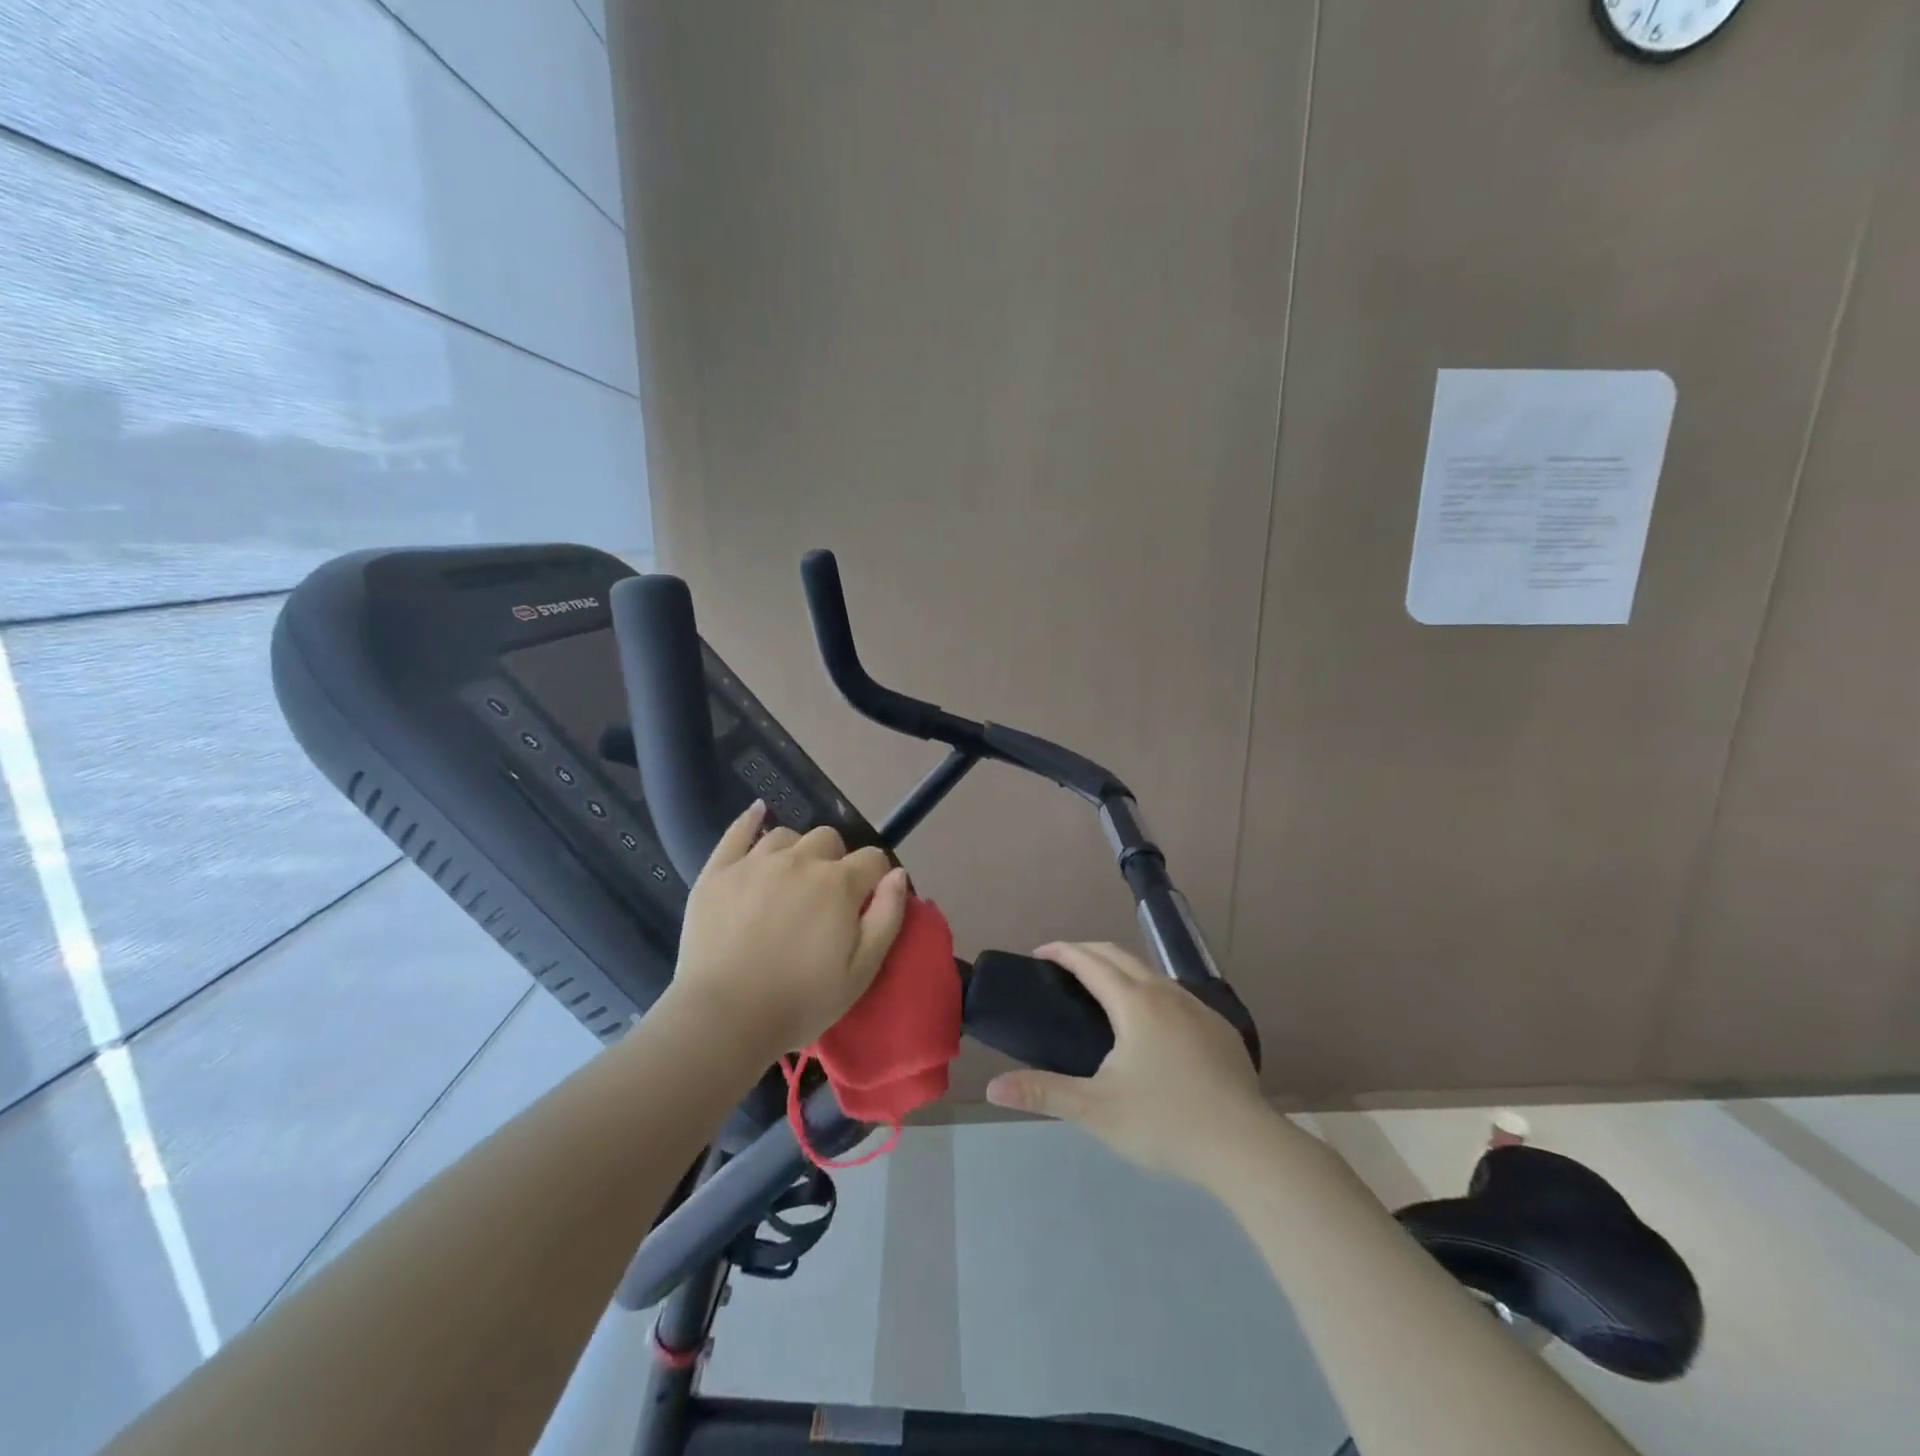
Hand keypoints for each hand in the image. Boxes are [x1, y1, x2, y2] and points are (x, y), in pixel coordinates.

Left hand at [666, 801, 909, 1061]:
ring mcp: (755, 862)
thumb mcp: (861, 972)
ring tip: (789, 880)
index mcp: (838, 884)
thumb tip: (898, 874)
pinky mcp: (718, 871)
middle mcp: (800, 860)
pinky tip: (758, 814)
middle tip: (824, 899)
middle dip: (835, 862)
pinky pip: (738, 831)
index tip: (867, 903)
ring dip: (796, 852)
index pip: (872, 859)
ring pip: (787, 836)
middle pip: (829, 839)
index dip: (875, 879)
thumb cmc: (800, 1002)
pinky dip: (751, 820)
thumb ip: (887, 917)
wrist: (723, 1019)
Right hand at [985, 941, 1276, 1187]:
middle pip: (1119, 956)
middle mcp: (1166, 993)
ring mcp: (1198, 1008)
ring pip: (1150, 973)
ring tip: (1101, 992)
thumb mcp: (1096, 1110)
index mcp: (1134, 1003)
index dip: (1062, 951)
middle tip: (1062, 967)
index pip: (1089, 961)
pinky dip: (1148, 991)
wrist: (1246, 1147)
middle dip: (1087, 952)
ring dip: (1120, 969)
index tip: (1039, 953)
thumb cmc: (1165, 1122)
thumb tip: (992, 1086)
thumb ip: (1043, 1093)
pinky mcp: (1220, 1029)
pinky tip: (1150, 1025)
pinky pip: (1174, 995)